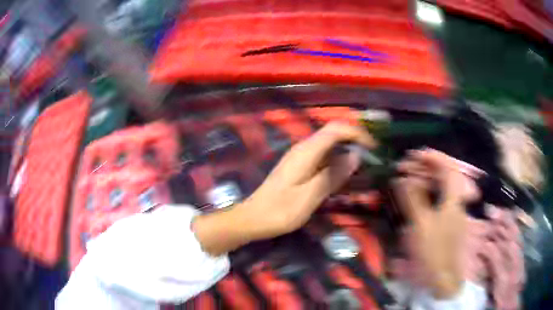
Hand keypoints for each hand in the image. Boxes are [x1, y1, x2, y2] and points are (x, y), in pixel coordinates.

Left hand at [193, 122, 375, 254]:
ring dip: (348, 150)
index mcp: (306, 151)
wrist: (253, 218)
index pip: (336, 129)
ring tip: (364, 166)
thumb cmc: (280, 211)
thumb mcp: (310, 196)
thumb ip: (333, 175)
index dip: (358, 133)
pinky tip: (345, 174)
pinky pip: (324, 156)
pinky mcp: (300, 166)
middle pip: (334, 132)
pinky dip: (338, 160)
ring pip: (330, 144)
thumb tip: (356, 155)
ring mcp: (301, 156)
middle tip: (373, 157)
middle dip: (355, 140)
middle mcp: (304, 148)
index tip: (374, 148)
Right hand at [394, 149, 481, 298]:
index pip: (448, 168)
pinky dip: (426, 195)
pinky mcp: (447, 223)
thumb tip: (402, 179)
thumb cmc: (433, 251)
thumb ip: (412, 199)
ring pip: (440, 189)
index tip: (415, 154)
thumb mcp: (421, 225)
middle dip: (424, 168)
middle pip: (443, 176)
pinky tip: (415, 198)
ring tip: (406, 179)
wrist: (442, 279)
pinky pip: (437, 201)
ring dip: (424, 180)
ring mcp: (452, 213)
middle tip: (404, 167)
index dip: (433, 157)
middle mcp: (455, 202)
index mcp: (453, 200)